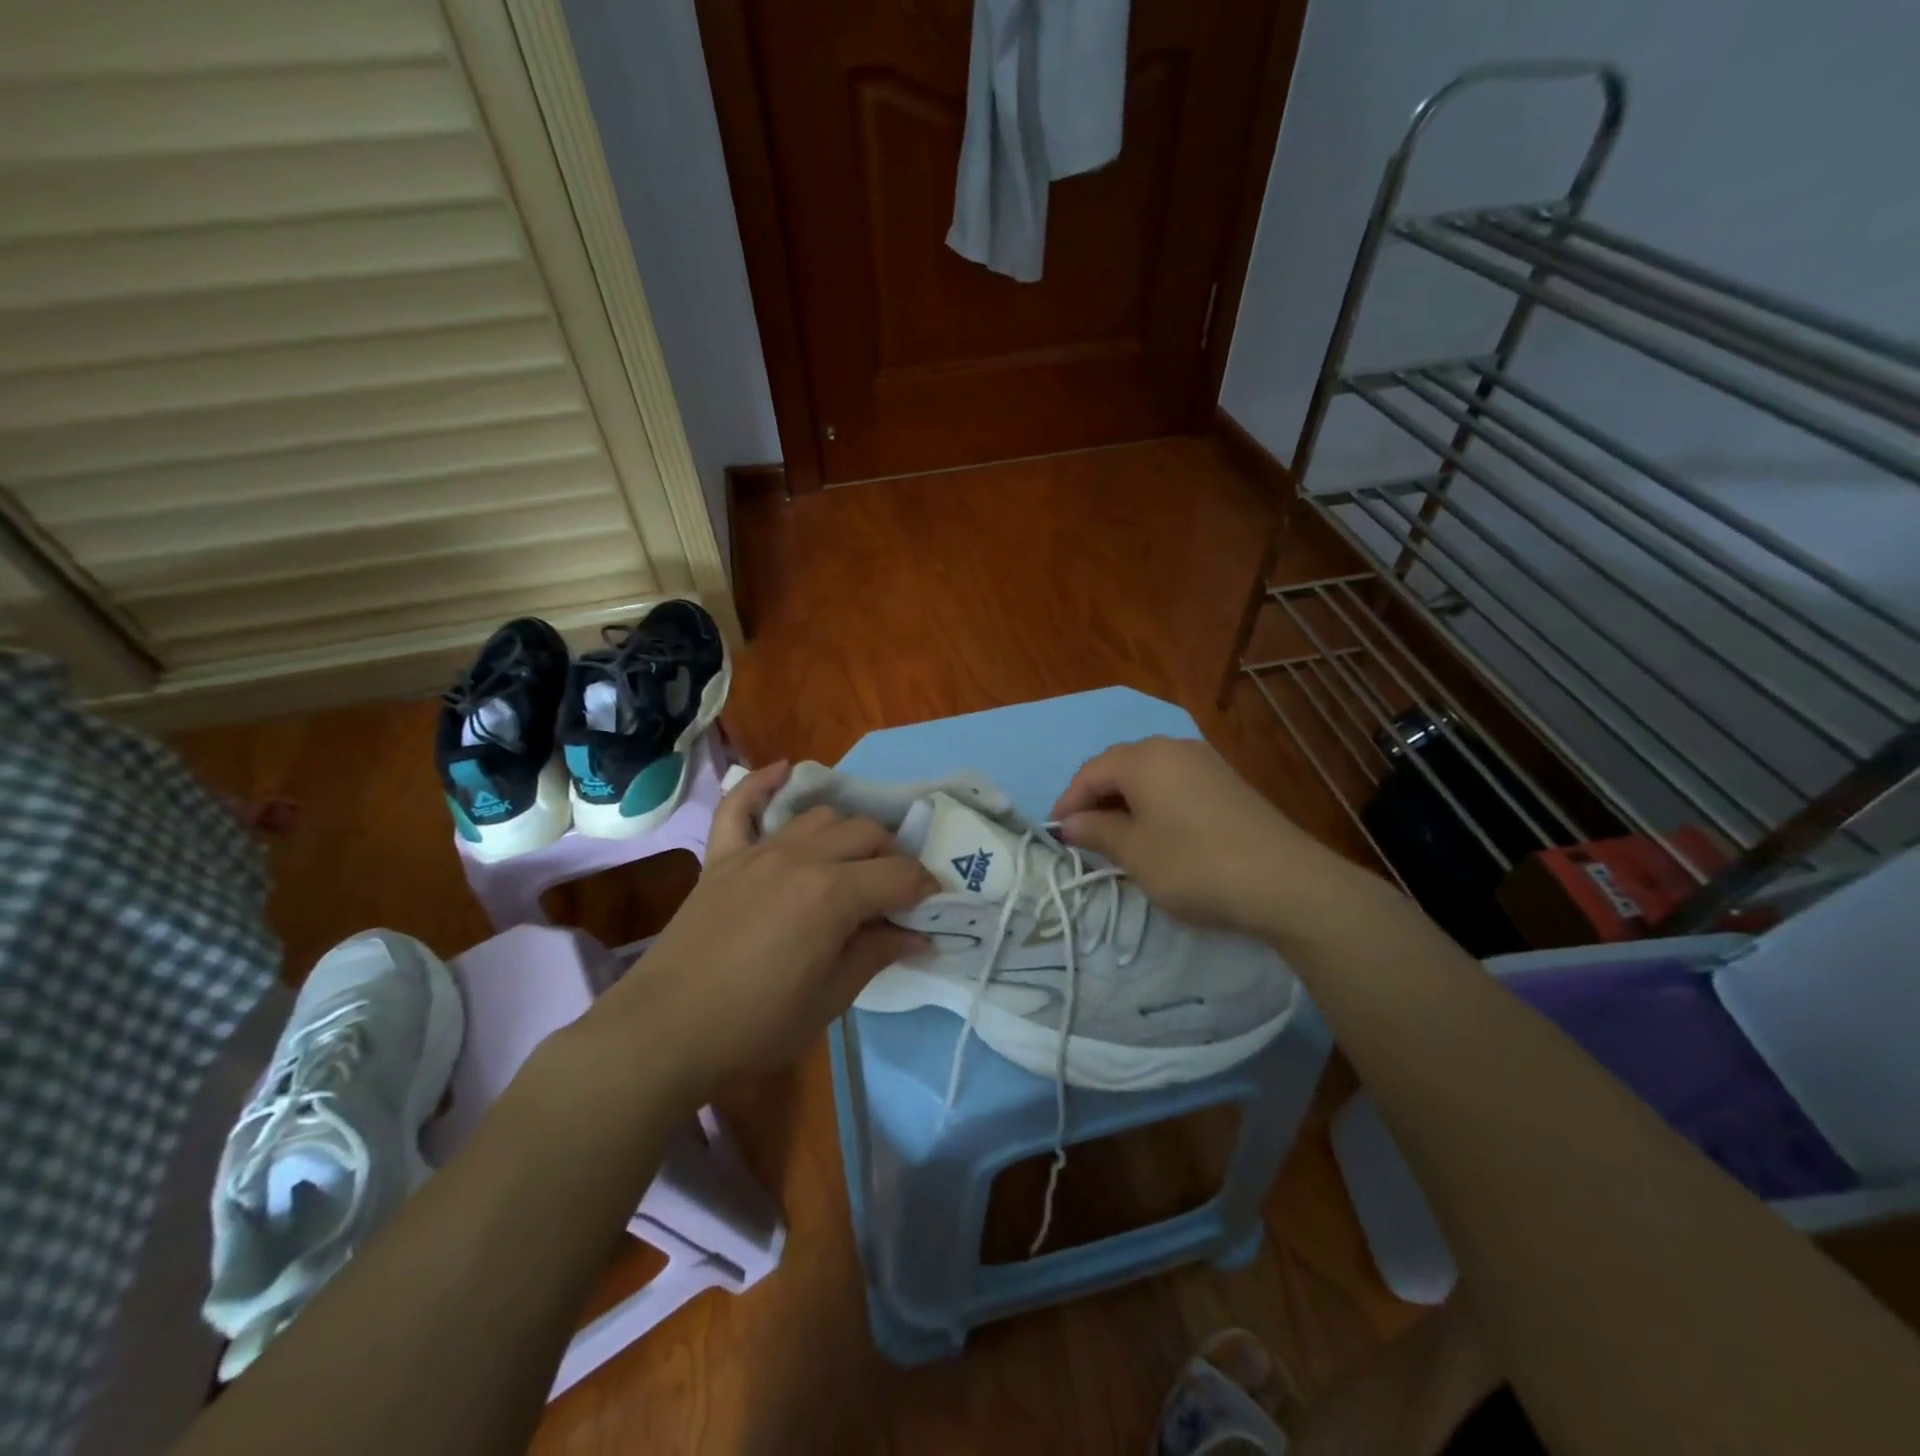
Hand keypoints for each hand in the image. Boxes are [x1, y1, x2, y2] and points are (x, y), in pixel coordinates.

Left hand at [592, 762, 936, 1101]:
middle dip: (892, 857)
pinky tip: (783, 771)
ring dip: (847, 832)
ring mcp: (757, 852)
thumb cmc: (756, 1025)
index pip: (898, 874)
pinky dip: (762, 784)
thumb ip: (877, 954)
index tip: (932, 907)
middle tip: (893, 892)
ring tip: (852, 861)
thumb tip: (919, 935)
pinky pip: (740, 806)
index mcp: (832, 895)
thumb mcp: (831, 998)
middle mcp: (800, 858)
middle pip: (865, 833)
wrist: (665, 1032)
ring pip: (820, 816)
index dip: (924, 889)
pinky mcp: (722, 857)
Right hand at [1051, 736, 1368, 937]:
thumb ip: (1096, 831)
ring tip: (1117, 836)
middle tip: (1084, 836)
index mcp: (1143, 758)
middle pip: (1119, 766)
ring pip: (1148, 774)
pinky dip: (1154, 802)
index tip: (1057, 836)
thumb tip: (1068, 823)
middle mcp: (1172, 747)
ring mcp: (1204, 761)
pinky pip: (1175, 782)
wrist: (1284, 881)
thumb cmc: (1193, 864)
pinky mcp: (1227, 781)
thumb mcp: (1134, 852)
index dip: (1068, 802)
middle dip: (1095, 798)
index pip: (1090, 772)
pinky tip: (1157, 832)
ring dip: (1125, 800)